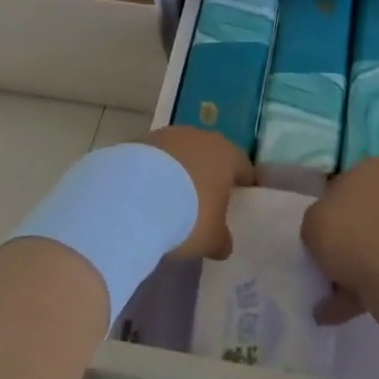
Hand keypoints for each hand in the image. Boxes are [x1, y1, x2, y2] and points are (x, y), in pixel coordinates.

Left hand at [134, 126, 254, 261]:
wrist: (135, 197)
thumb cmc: (188, 215)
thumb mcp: (211, 238)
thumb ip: (222, 239)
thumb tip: (224, 244)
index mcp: (227, 155)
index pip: (244, 167)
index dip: (242, 185)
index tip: (238, 201)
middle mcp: (201, 137)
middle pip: (211, 155)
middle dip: (208, 176)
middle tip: (203, 202)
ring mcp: (169, 135)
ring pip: (182, 153)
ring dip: (179, 171)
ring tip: (170, 199)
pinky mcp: (141, 140)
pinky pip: (157, 158)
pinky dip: (156, 172)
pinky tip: (147, 194)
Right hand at [301, 158, 378, 325]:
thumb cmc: (352, 231)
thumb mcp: (313, 220)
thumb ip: (314, 224)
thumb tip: (325, 235)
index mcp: (374, 169)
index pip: (344, 183)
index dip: (327, 208)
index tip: (316, 232)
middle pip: (359, 217)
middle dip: (341, 242)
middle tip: (320, 264)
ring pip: (370, 248)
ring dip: (347, 271)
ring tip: (321, 298)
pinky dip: (358, 292)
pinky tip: (332, 313)